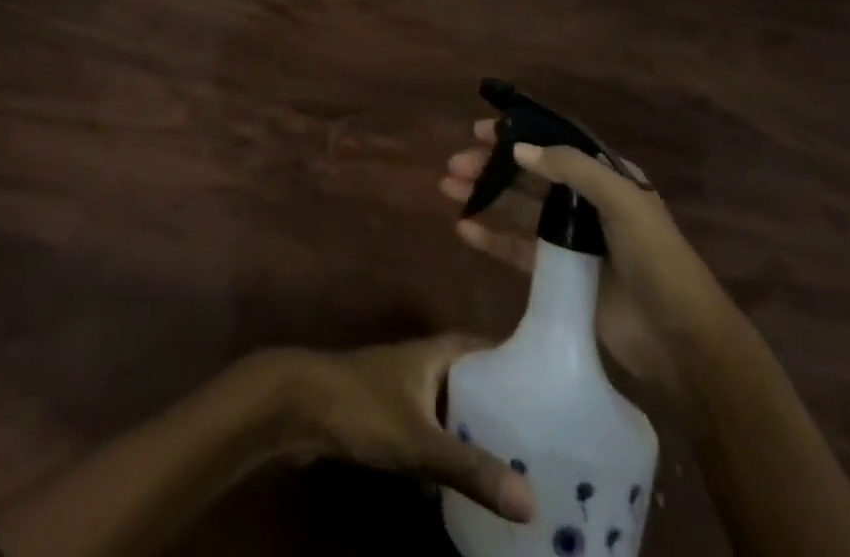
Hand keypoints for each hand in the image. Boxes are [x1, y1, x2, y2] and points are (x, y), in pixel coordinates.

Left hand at [267, 336, 535, 523]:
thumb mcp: (419, 439)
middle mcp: (423, 364)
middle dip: (501, 407)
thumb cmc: (361, 406)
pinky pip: (431, 429)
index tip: (552, 390)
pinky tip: (467, 480)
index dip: (514, 363)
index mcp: (435, 352)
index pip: (484, 348)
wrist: (297, 406)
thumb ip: (470, 467)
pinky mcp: (387, 417)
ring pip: (450, 408)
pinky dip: (450, 448)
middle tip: (543, 442)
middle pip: (471, 381)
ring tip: (516, 466)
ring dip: (475, 431)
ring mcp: (403, 390)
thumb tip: (530, 501)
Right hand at [440, 121, 736, 419]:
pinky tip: (464, 229)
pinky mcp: (559, 276)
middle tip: (454, 163)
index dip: (518, 134)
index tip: (481, 130)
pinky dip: (491, 237)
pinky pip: (518, 249)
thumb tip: (519, 150)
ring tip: (447, 188)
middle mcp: (586, 203)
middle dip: (492, 166)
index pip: (554, 145)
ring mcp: (572, 241)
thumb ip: (571, 169)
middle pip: (529, 176)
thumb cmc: (658, 261)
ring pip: (518, 209)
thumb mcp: (622, 202)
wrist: (683, 343)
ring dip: (485, 196)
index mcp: (607, 178)